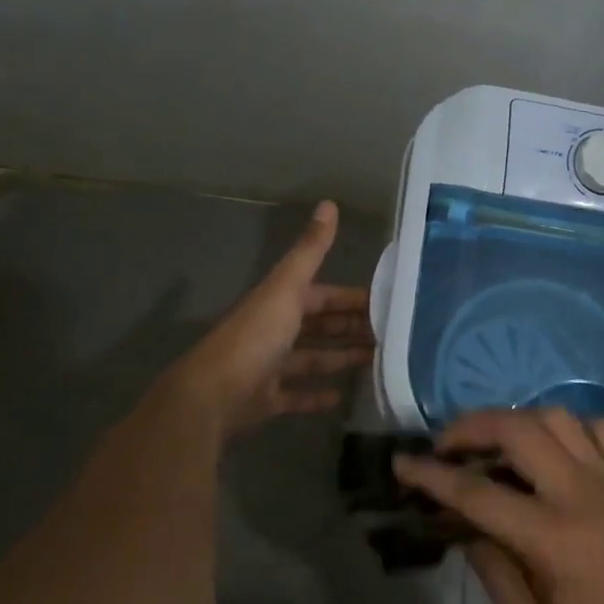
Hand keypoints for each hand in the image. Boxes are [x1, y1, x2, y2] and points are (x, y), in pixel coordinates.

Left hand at [170, 201, 373, 433]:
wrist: (212, 394)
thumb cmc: (255, 337)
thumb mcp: (287, 288)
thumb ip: (310, 251)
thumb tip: (329, 203)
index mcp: (281, 302)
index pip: (324, 295)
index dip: (352, 298)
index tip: (387, 305)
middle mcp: (275, 330)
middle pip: (320, 326)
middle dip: (351, 328)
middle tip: (390, 336)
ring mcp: (270, 367)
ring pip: (312, 359)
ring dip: (340, 358)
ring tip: (376, 362)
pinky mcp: (266, 399)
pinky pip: (296, 395)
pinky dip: (317, 395)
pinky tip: (341, 397)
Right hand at [394, 409, 603, 603]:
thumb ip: (495, 574)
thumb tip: (469, 528)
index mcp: (551, 538)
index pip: (476, 492)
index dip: (432, 475)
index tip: (403, 463)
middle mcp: (579, 493)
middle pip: (517, 429)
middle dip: (471, 425)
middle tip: (448, 443)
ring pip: (557, 416)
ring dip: (516, 419)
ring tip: (496, 442)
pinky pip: (601, 428)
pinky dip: (572, 427)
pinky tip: (557, 448)